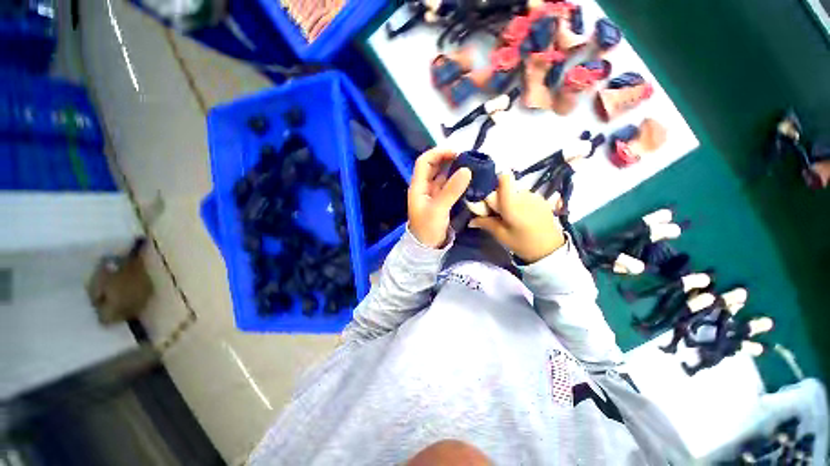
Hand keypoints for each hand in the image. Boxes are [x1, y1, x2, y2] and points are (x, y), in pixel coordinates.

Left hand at [408, 148, 471, 247]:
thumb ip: (452, 190)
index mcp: (418, 187)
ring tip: (469, 165)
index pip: (424, 162)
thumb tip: (467, 169)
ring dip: (453, 169)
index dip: (438, 153)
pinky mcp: (440, 201)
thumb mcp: (439, 209)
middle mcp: (424, 187)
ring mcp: (432, 194)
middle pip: (433, 167)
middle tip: (465, 158)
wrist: (427, 247)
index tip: (455, 152)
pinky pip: (447, 186)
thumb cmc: (428, 228)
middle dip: (447, 159)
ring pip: (441, 176)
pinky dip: (456, 181)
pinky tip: (466, 179)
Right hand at [470, 173, 564, 262]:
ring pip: (515, 190)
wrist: (551, 250)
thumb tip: (470, 220)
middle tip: (495, 211)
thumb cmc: (523, 243)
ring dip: (508, 198)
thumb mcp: (501, 235)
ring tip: (508, 215)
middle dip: (498, 195)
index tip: (487, 195)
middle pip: (506, 185)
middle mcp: (524, 194)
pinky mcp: (541, 199)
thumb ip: (486, 223)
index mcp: (512, 203)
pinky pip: (524, 194)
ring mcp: (534, 195)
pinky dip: (518, 201)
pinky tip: (520, 215)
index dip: (494, 182)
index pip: (504, 178)